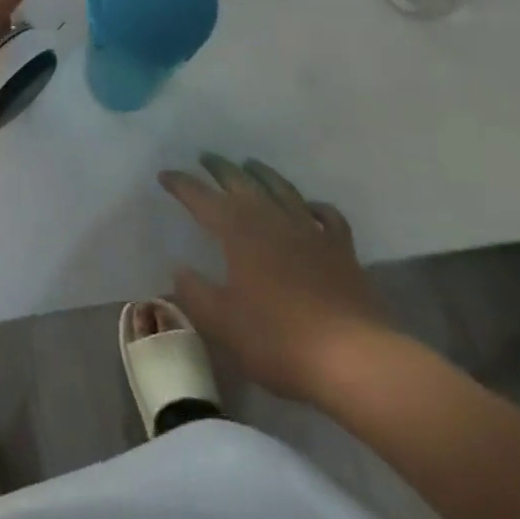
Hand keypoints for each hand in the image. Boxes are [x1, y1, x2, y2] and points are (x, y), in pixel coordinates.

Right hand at [160, 155, 388, 403]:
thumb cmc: (279, 340)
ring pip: (280, 188)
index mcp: (237, 229)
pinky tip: (309, 207)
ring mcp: (308, 229)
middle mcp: (270, 217)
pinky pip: (326, 216)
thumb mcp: (223, 323)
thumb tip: (178, 268)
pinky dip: (314, 206)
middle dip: (218, 167)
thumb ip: (195, 293)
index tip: (164, 175)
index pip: (200, 196)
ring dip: (262, 173)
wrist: (354, 360)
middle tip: (205, 157)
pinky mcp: (341, 249)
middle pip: (239, 180)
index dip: (180, 184)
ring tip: (250, 165)